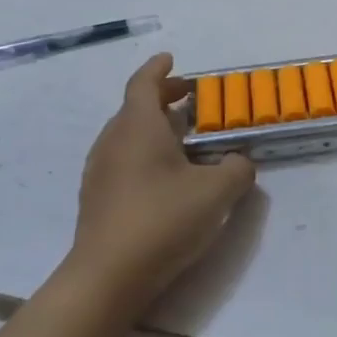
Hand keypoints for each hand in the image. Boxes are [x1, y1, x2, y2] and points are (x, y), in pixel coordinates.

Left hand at [64, 54, 255, 306]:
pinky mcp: (96, 198)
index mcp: (138, 127)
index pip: (143, 83)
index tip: (172, 59)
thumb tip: (239, 161)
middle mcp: (113, 141)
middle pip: (135, 107)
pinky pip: (122, 159)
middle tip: (190, 99)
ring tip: (182, 138)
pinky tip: (165, 176)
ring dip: (153, 127)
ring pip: (127, 134)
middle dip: (162, 98)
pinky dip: (144, 153)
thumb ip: (236, 169)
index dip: (159, 69)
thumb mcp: (216, 192)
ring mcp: (99, 171)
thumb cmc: (162, 220)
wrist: (107, 277)